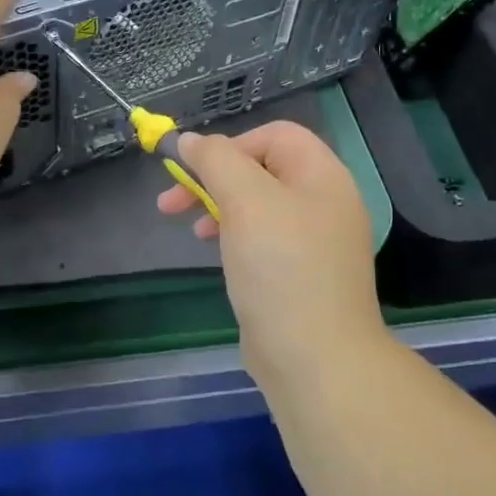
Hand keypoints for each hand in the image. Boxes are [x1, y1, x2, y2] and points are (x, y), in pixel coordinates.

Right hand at [157, 121, 386, 378]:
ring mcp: (316, 242)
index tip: (195, 171)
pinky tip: (219, 256)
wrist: (316, 360)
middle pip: (263, 169)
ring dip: (219, 208)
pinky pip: (264, 240)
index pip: (275, 135)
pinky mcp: (301, 275)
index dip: (231, 145)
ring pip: (259, 206)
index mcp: (323, 176)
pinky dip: (235, 238)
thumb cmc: (281, 268)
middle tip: (170, 202)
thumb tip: (191, 140)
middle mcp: (325, 203)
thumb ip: (216, 160)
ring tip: (193, 233)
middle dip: (213, 179)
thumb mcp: (245, 200)